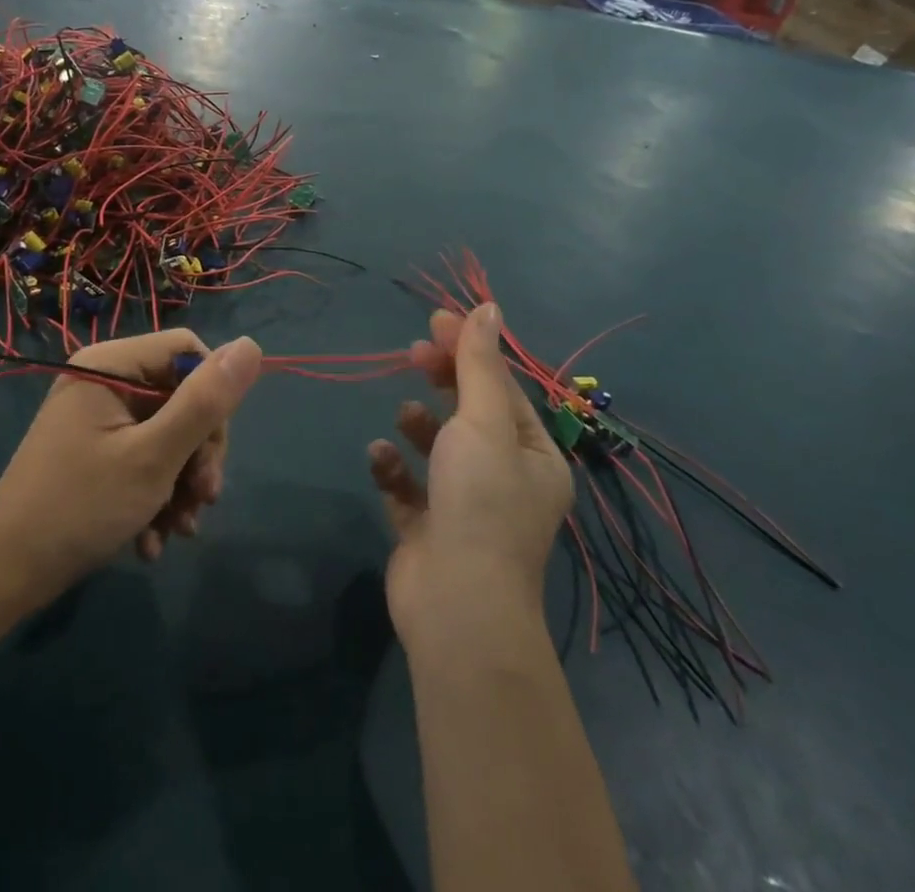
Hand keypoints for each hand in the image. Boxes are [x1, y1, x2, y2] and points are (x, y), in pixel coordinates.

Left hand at [0, 330, 262, 596]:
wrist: (3, 576)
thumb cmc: (80, 508)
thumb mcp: (154, 457)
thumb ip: (205, 402)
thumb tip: (252, 344)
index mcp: (111, 363)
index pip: (188, 352)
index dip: (212, 398)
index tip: (212, 454)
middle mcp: (104, 379)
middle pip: (179, 396)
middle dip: (197, 454)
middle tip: (202, 502)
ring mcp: (97, 416)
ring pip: (166, 433)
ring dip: (180, 483)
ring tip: (179, 531)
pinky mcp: (93, 449)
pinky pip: (141, 455)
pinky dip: (154, 494)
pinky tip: (153, 539)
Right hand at [366, 304, 573, 649]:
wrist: (456, 605)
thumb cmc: (480, 502)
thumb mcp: (483, 422)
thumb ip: (478, 365)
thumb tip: (487, 308)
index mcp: (534, 456)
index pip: (502, 389)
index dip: (471, 351)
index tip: (436, 321)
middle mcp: (505, 480)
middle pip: (471, 413)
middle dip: (444, 381)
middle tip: (414, 354)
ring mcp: (464, 506)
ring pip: (438, 448)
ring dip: (419, 426)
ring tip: (405, 418)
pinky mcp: (427, 528)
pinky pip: (408, 485)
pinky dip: (393, 467)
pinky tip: (380, 457)